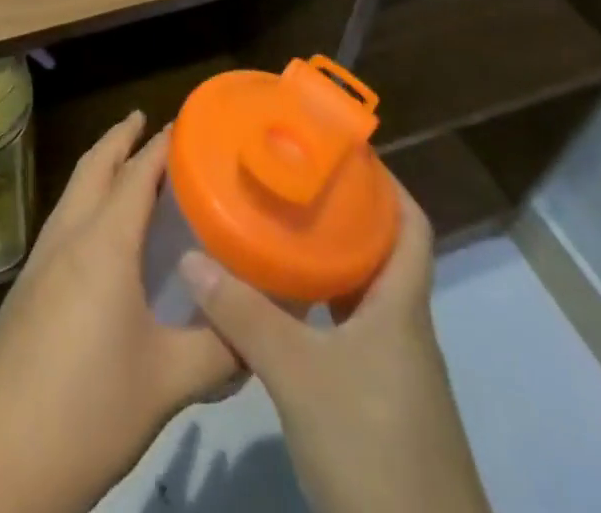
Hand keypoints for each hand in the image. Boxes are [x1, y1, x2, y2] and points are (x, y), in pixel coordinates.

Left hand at [0, 112, 239, 512]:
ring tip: (129, 165)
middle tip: (149, 122)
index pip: (137, 173)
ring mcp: (41, 259)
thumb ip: (220, 348)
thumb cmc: (86, 409)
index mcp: (103, 242)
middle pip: (94, 167)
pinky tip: (102, 232)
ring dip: (99, 167)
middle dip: (120, 138)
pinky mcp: (28, 286)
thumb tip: (262, 330)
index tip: (189, 123)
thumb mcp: (167, 383)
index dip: (162, 144)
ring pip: (74, 191)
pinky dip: (87, 200)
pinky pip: (64, 220)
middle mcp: (69, 235)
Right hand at [180, 184, 492, 512]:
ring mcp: (394, 370)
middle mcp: (403, 328)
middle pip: (381, 253)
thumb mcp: (299, 375)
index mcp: (401, 307)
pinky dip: (320, 308)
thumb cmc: (372, 449)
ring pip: (362, 294)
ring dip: (328, 261)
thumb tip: (189, 257)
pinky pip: (350, 331)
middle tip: (289, 182)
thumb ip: (244, 314)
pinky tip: (282, 307)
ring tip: (277, 229)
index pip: (411, 225)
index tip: (341, 151)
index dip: (386, 183)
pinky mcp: (379, 403)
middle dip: (341, 214)